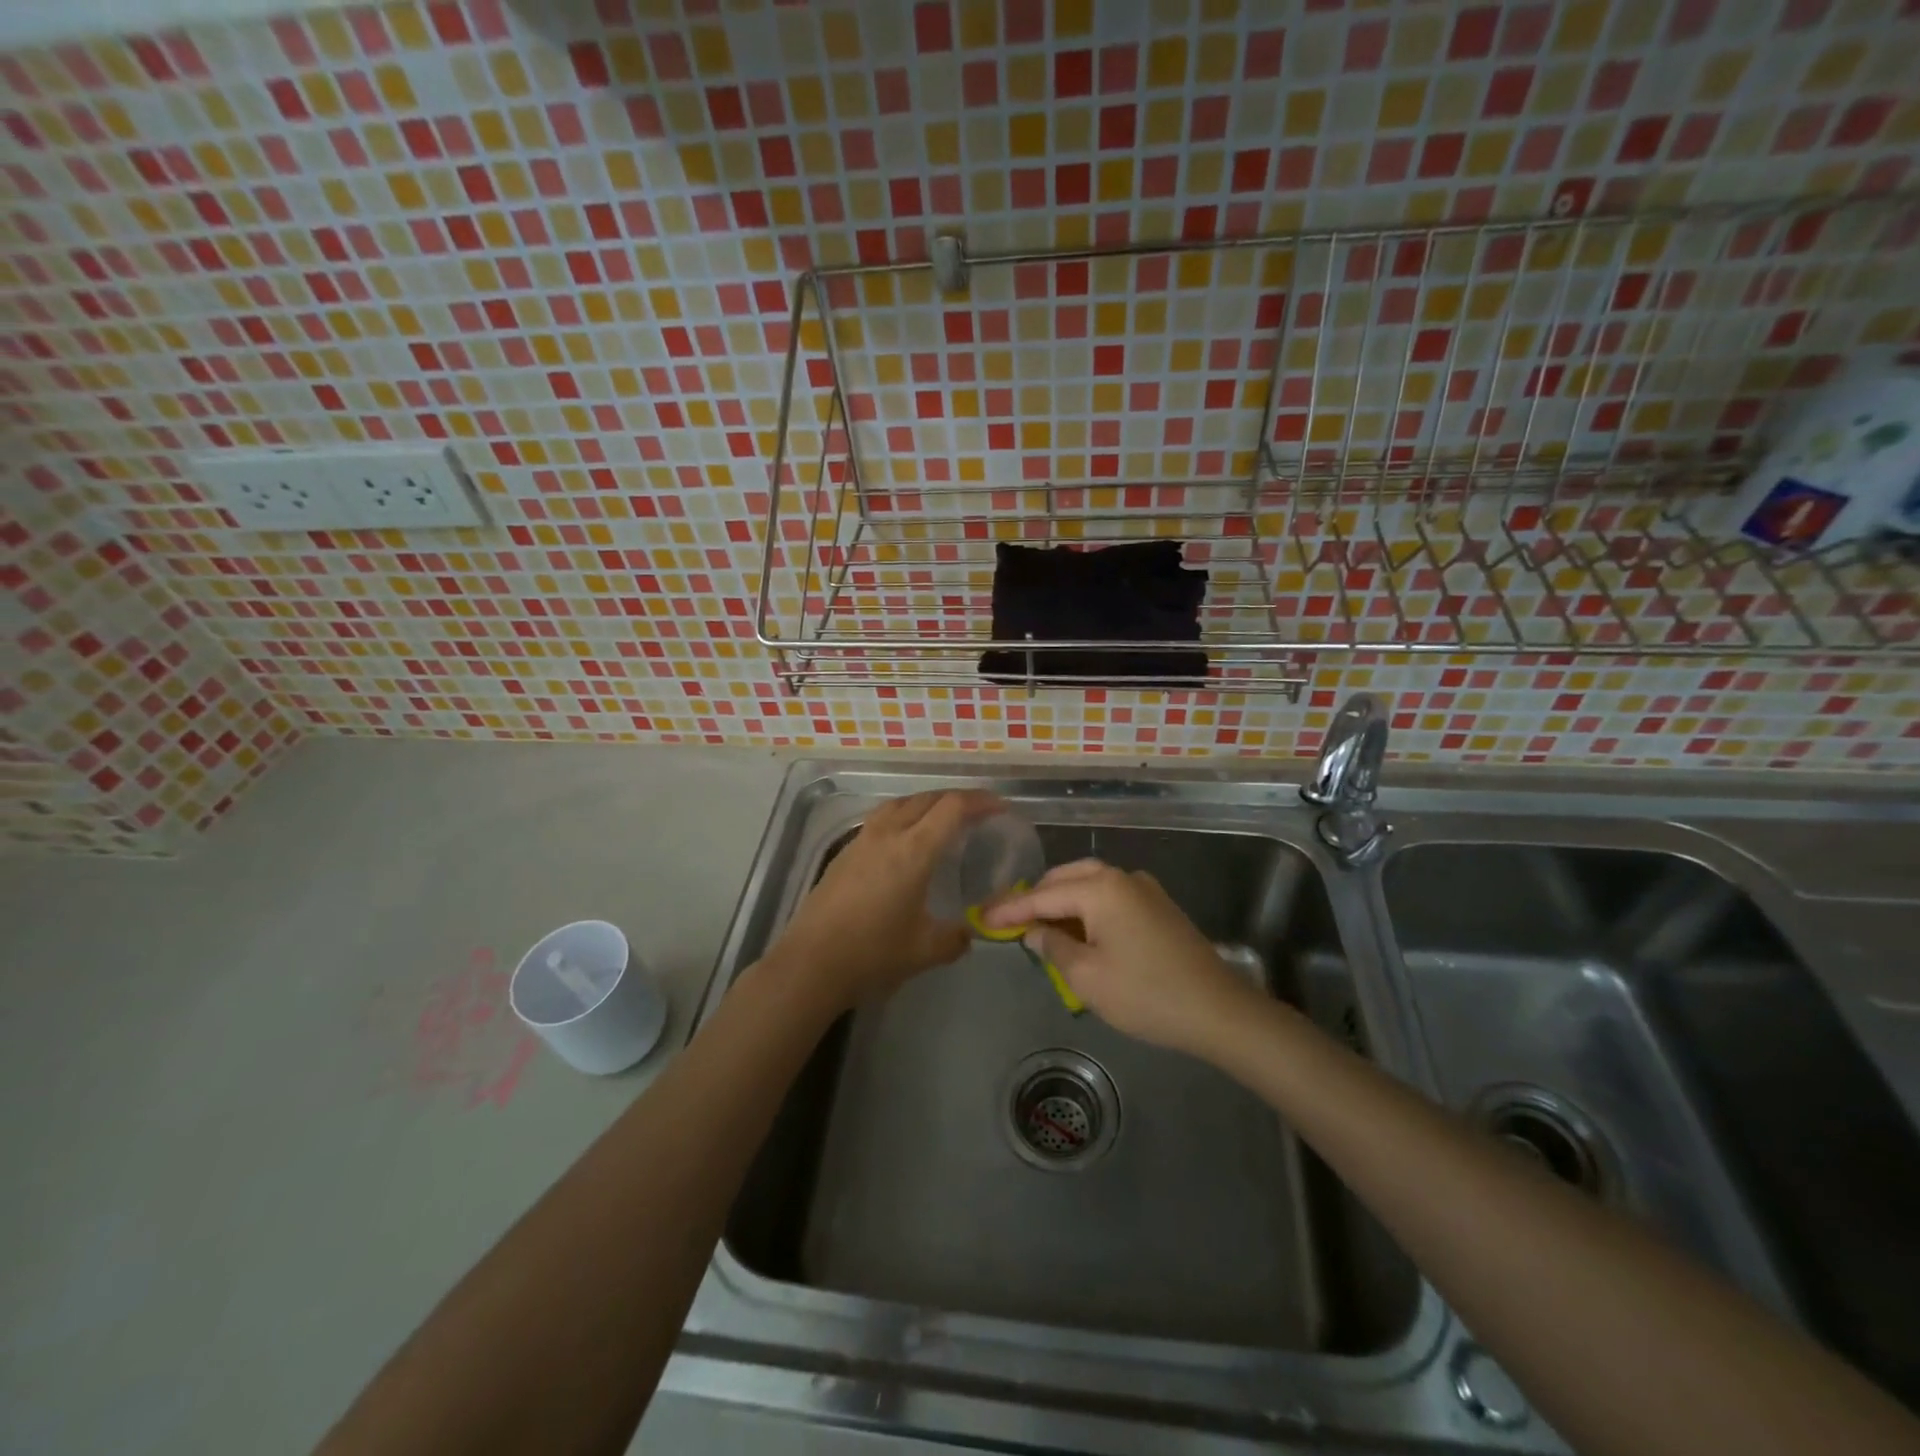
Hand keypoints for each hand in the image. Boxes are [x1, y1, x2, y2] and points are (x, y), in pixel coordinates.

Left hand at [773, 790, 999, 1011]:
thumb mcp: (925, 950)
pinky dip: (903, 816)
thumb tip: (970, 933)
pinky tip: (905, 839)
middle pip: (927, 798)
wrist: (811, 962)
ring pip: (900, 803)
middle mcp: (888, 834)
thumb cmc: (872, 953)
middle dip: (956, 798)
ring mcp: (862, 840)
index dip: (980, 802)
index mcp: (913, 850)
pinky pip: (881, 818)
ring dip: (926, 803)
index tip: (1000, 808)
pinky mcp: (844, 852)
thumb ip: (956, 938)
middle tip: (977, 812)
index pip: (953, 808)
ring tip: (942, 818)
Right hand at [984, 860, 1256, 1056]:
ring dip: (1062, 901)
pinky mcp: (1158, 906)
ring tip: (1038, 925)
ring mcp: (1144, 889)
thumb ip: (1053, 948)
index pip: (1043, 895)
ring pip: (1090, 883)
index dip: (1011, 909)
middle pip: (1066, 878)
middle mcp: (1122, 877)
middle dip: (1036, 897)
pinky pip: (1110, 896)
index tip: (983, 917)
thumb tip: (1035, 932)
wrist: (1217, 1010)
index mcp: (1101, 889)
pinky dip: (1086, 907)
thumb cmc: (1145, 994)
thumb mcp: (1087, 977)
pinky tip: (1078, 930)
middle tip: (1009, 919)